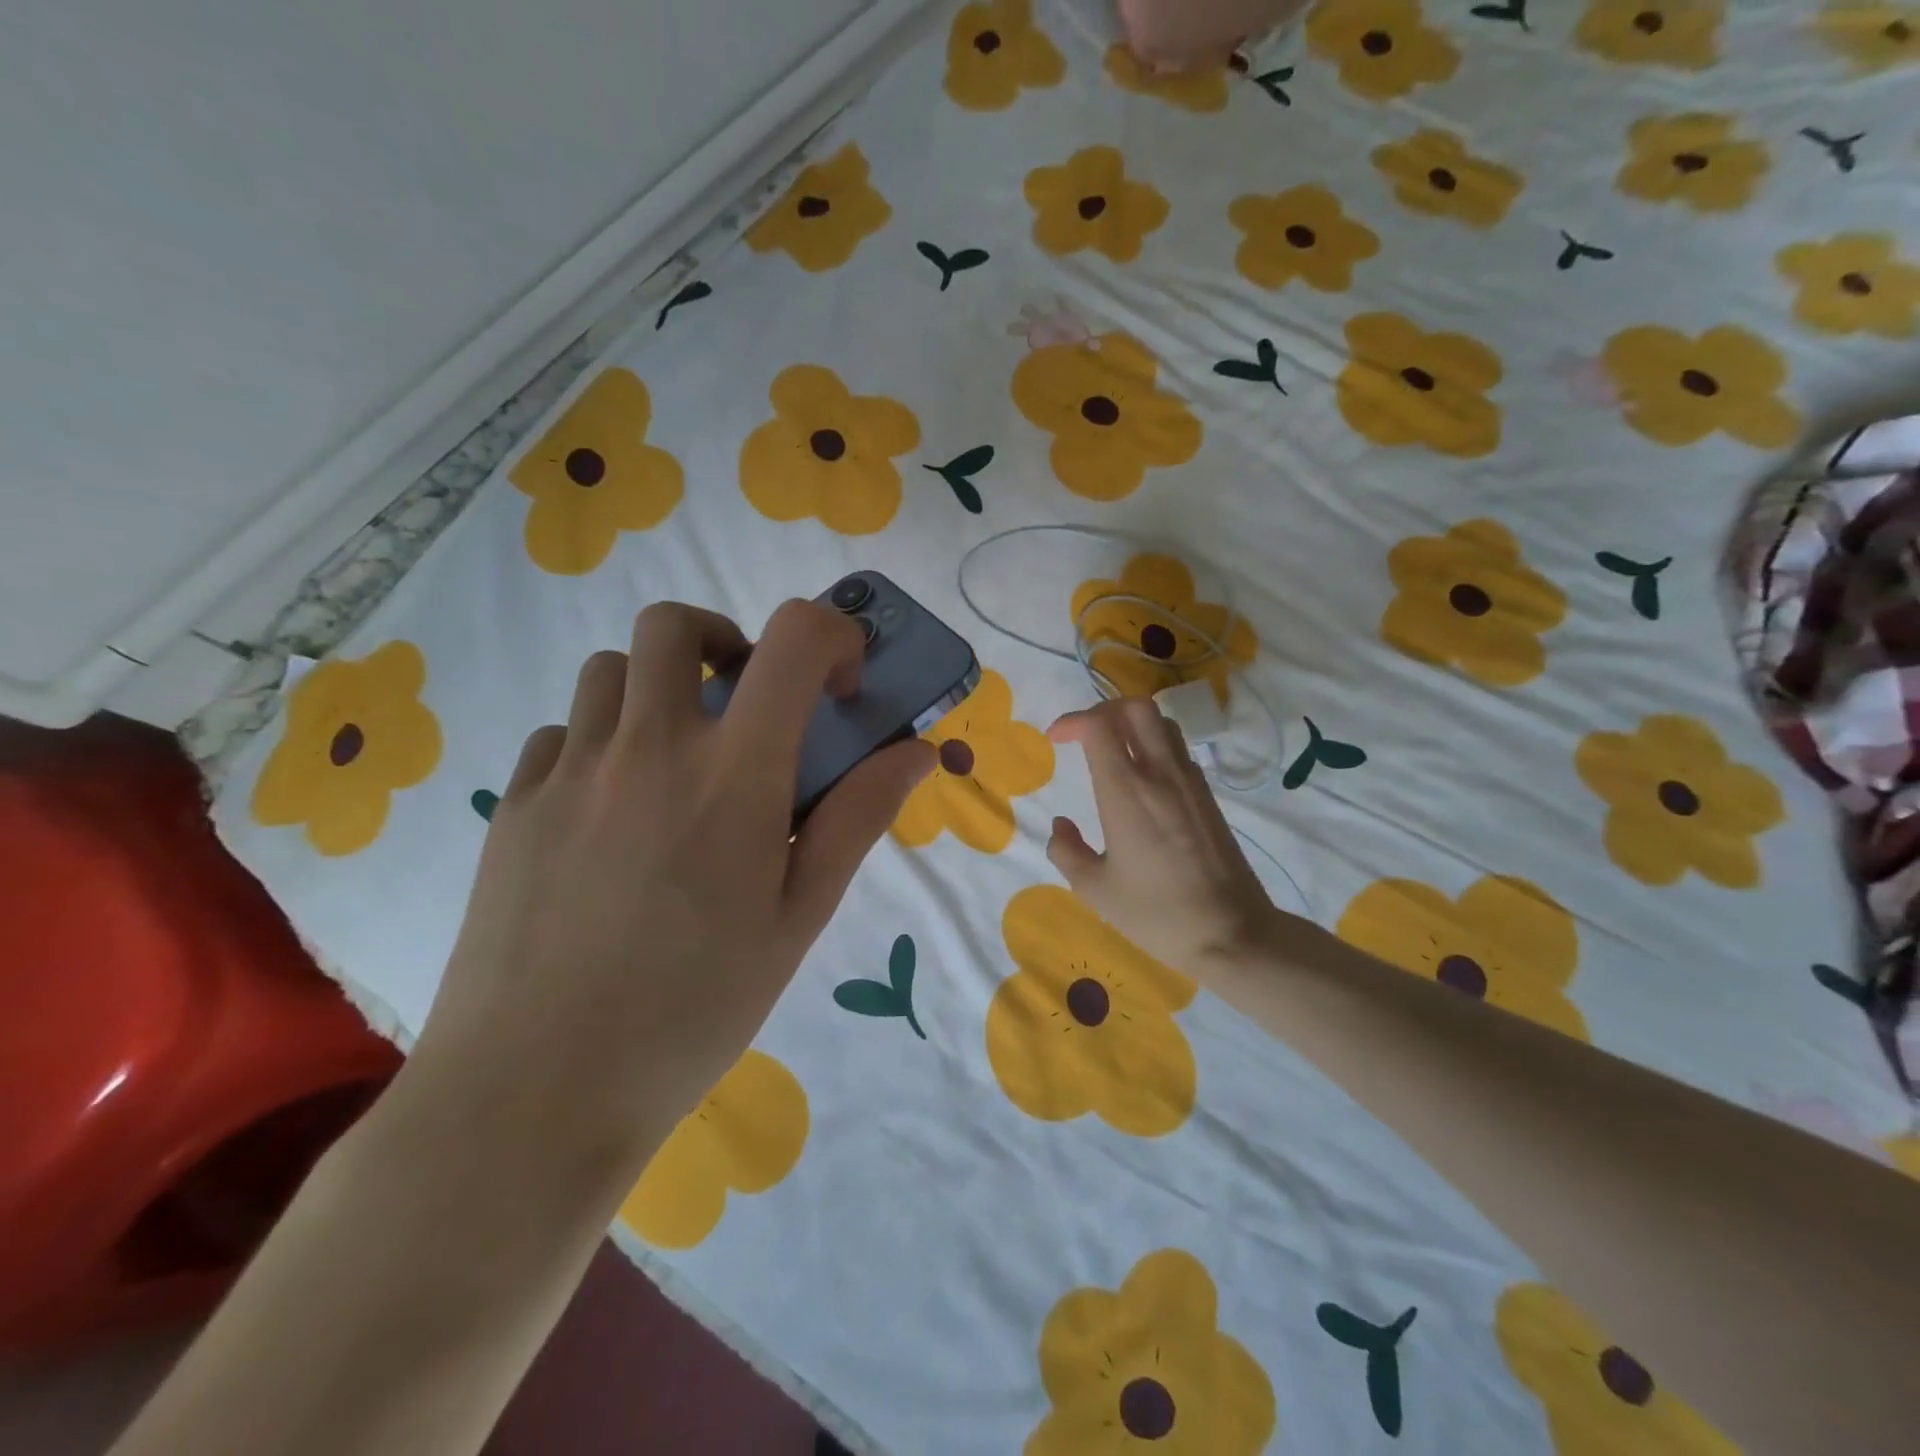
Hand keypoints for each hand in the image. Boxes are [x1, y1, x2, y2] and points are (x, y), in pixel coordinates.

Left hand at [404, 600, 934, 1175]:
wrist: (536, 1093)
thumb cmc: (694, 1008)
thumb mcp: (799, 916)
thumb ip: (858, 817)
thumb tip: (916, 752)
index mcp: (732, 773)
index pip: (792, 640)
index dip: (830, 637)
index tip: (839, 690)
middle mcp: (647, 747)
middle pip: (675, 624)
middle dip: (724, 643)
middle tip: (744, 706)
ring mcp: (569, 770)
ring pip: (611, 670)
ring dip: (659, 691)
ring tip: (677, 765)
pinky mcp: (515, 804)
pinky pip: (562, 733)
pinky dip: (600, 744)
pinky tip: (610, 816)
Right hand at [1046, 698, 1276, 974]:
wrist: (1231, 933)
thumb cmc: (1156, 914)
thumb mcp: (1095, 890)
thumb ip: (1066, 851)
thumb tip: (1060, 826)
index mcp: (1126, 792)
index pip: (1099, 726)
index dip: (1072, 721)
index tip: (1054, 739)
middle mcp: (1160, 775)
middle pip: (1137, 708)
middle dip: (1104, 710)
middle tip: (1084, 735)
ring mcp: (1190, 782)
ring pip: (1162, 724)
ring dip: (1132, 724)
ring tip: (1113, 750)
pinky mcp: (1208, 796)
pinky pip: (1179, 750)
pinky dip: (1155, 745)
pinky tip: (1143, 778)